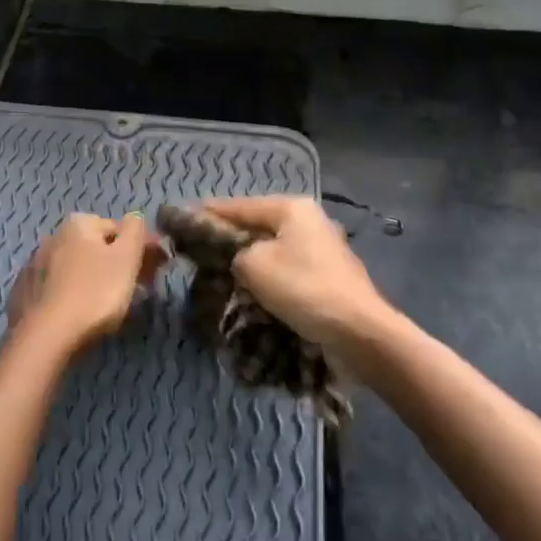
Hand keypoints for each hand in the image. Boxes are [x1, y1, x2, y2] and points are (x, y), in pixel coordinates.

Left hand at [7, 213, 167, 356]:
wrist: (45, 336)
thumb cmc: (94, 292)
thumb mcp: (126, 257)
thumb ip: (135, 230)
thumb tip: (135, 217)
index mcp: (78, 224)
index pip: (119, 229)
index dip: (142, 249)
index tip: (158, 271)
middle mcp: (53, 236)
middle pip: (97, 247)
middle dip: (119, 263)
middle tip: (139, 289)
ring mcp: (35, 264)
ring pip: (76, 267)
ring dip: (95, 278)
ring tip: (110, 304)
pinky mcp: (24, 292)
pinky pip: (58, 287)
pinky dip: (72, 293)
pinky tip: (80, 312)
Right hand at [198, 196, 388, 350]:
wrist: (361, 335)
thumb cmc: (303, 289)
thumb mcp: (253, 265)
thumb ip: (232, 252)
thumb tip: (232, 258)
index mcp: (291, 208)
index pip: (237, 206)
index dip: (206, 213)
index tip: (179, 219)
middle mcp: (308, 221)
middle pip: (256, 227)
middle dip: (227, 240)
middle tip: (196, 251)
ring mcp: (321, 250)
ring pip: (271, 251)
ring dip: (247, 263)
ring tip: (217, 274)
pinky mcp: (327, 278)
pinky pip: (286, 272)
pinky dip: (267, 280)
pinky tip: (249, 292)